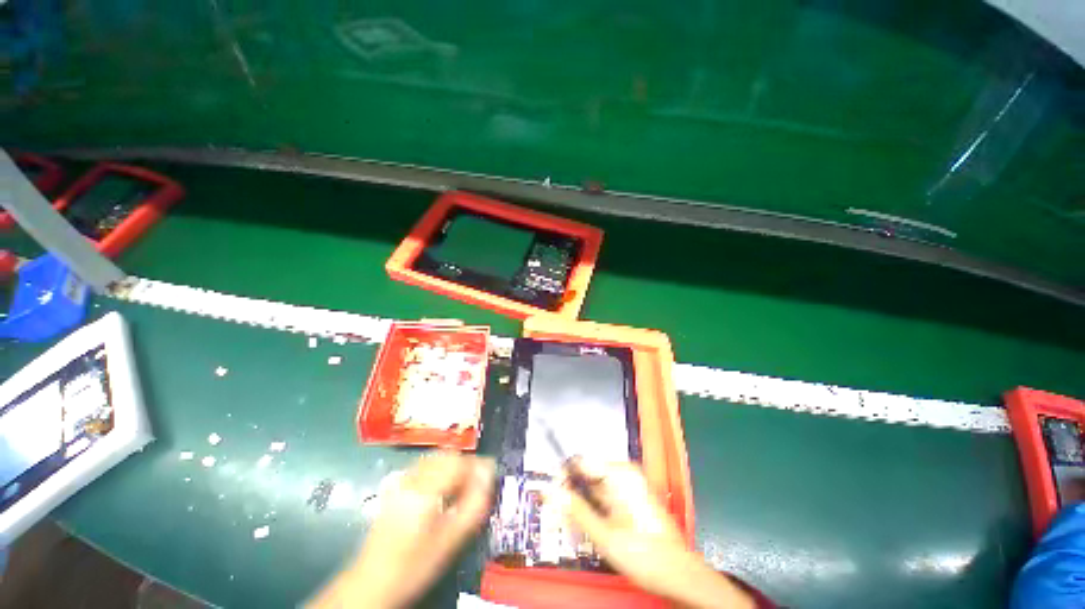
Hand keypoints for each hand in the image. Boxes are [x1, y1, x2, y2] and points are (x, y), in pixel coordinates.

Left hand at [311, 452, 495, 608]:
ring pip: (435, 458)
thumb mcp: (451, 540)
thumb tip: (488, 477)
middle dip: (466, 463)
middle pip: (447, 455)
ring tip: (462, 484)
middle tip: (477, 480)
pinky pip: (425, 466)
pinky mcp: (396, 487)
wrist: (372, 583)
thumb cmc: (415, 565)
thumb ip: (474, 505)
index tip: (489, 474)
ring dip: (453, 464)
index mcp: (425, 490)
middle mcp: (412, 478)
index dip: (478, 465)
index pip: (459, 462)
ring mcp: (401, 481)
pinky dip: (439, 469)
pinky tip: (443, 487)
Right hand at [555, 461, 755, 608]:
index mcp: (620, 473)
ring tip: (571, 523)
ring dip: (581, 502)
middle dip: (571, 492)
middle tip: (557, 513)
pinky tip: (589, 525)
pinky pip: (604, 495)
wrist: (679, 573)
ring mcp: (629, 484)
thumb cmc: (644, 554)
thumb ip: (575, 510)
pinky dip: (593, 507)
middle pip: (587, 474)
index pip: (580, 461)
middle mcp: (624, 472)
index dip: (562, 476)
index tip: (548, 493)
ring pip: (594, 486)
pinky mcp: (631, 496)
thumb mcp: (604, 535)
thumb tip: (549, 491)